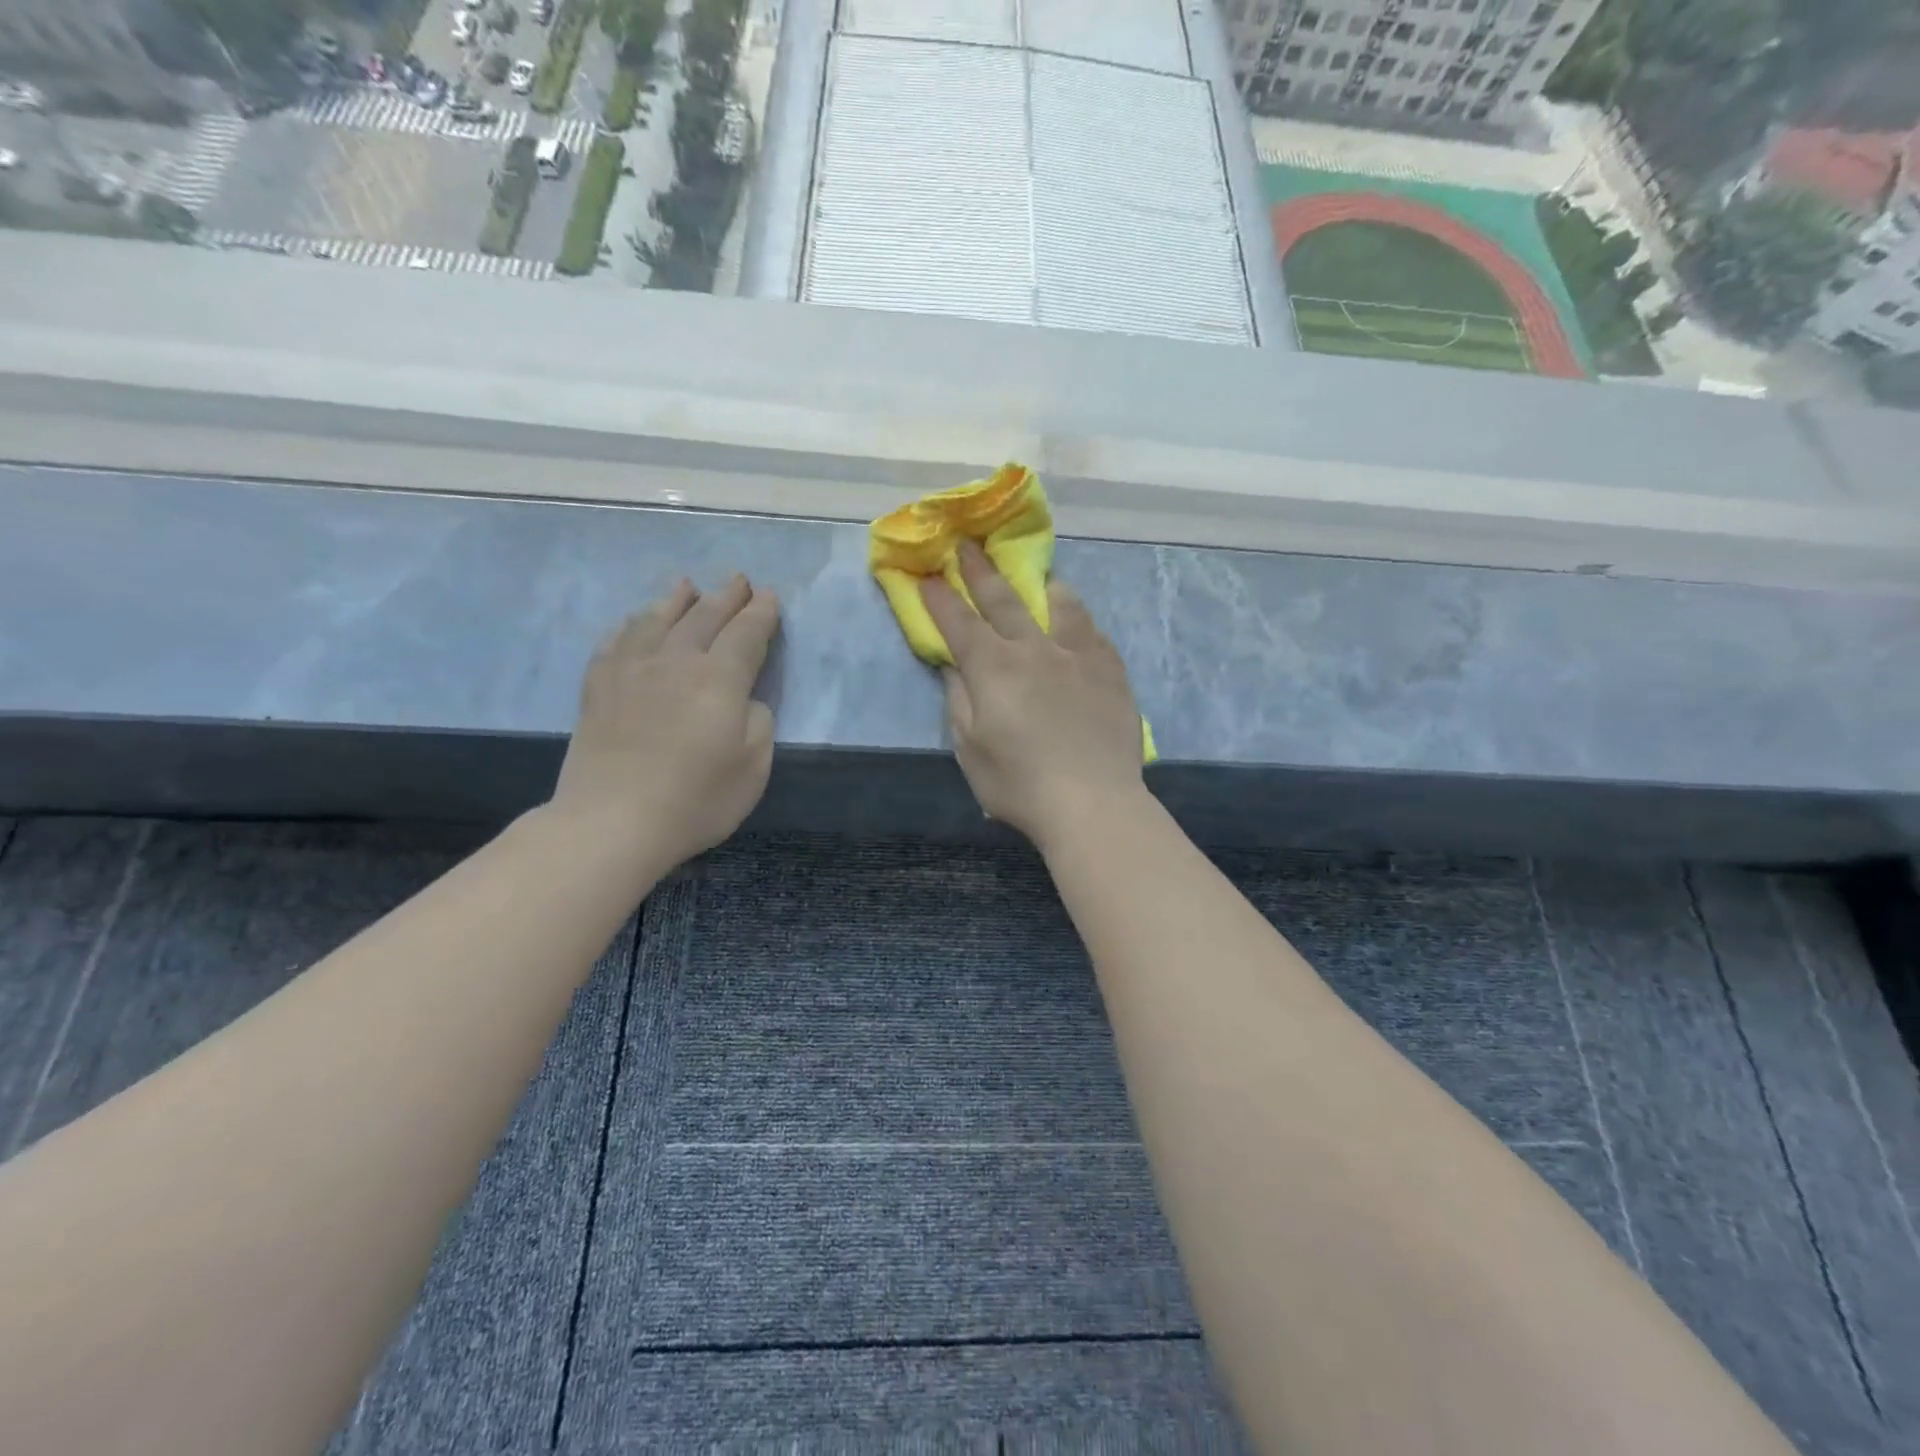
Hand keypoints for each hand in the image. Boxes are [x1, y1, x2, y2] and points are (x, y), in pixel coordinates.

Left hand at [550, 575, 778, 872]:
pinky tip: (635, 622)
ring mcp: (631, 669)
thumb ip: (758, 721)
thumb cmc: (696, 799)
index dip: (761, 613)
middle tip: (739, 581)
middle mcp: (675, 660)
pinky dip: (631, 624)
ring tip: (687, 585)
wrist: (613, 821)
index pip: (746, 633)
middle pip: (704, 616)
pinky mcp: (598, 687)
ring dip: (677, 599)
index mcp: (719, 678)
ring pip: (657, 619)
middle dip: (726, 596)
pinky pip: (616, 640)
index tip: (769, 597)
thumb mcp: (754, 765)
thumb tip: (744, 699)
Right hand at [921, 542, 1145, 847]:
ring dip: (1043, 587)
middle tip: (968, 545)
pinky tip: (1078, 626)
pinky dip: (1079, 622)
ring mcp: (1078, 655)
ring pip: (1060, 604)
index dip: (939, 598)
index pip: (959, 623)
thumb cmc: (1019, 784)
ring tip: (1041, 580)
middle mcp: (1034, 649)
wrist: (1093, 802)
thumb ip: (959, 702)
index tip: (927, 576)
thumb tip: (955, 669)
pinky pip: (1093, 632)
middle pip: (1003, 600)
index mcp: (993, 668)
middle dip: (980, 571)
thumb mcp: (970, 750)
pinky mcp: (1111, 670)